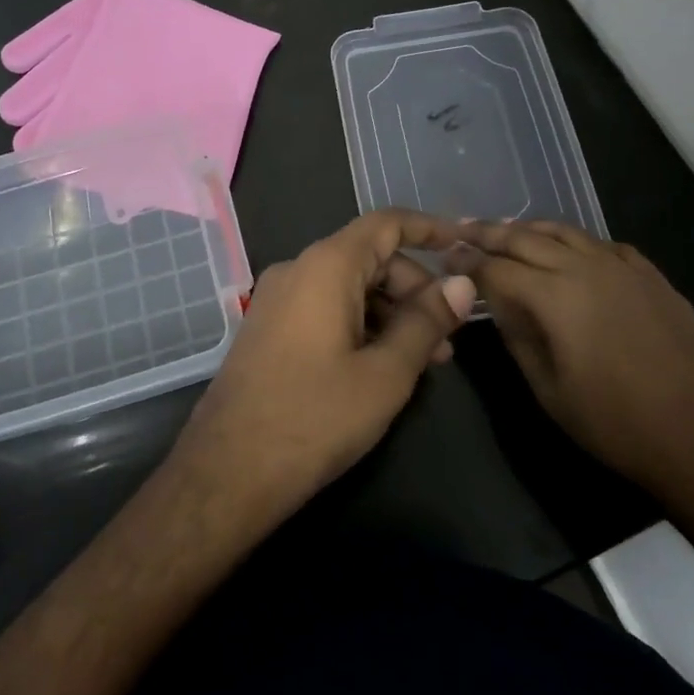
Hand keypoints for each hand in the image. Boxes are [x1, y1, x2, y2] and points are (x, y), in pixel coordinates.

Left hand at [170, 210, 476, 526]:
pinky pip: (325, 308)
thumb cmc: (315, 417)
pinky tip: (382, 366)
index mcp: (326, 266)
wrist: (228, 470)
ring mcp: (277, 299)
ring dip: (390, 312)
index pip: (385, 224)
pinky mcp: (269, 328)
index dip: (428, 229)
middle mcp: (297, 270)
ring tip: (425, 360)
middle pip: (369, 257)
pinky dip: (361, 324)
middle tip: (448, 336)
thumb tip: (460, 284)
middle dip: (414, 288)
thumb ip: (426, 322)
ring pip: (348, 286)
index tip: (464, 245)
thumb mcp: (385, 372)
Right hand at [449, 219, 693, 512]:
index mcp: (556, 296)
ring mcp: (625, 268)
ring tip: (507, 230)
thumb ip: (516, 335)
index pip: (496, 268)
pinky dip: (577, 242)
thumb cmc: (615, 424)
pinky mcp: (653, 277)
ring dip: (531, 229)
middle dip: (490, 233)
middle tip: (463, 231)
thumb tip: (495, 302)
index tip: (445, 257)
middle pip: (526, 238)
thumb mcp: (547, 389)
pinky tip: (571, 252)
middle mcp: (587, 267)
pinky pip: (605, 245)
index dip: (466, 262)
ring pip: (567, 232)